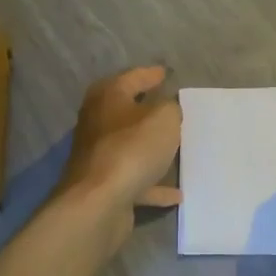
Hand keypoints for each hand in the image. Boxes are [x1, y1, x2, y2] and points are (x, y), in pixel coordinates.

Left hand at [55, 66, 182, 213]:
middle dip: (149, 110)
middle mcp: (98, 122)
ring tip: (177, 148)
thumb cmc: (132, 148)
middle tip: (172, 108)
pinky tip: (176, 193)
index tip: (166, 73)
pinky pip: (135, 180)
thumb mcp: (163, 118)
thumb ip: (170, 108)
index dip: (150, 74)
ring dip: (150, 149)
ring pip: (130, 146)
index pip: (132, 77)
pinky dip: (153, 184)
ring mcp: (99, 156)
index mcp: (108, 97)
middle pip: (126, 111)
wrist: (99, 202)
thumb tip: (166, 109)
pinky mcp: (104, 185)